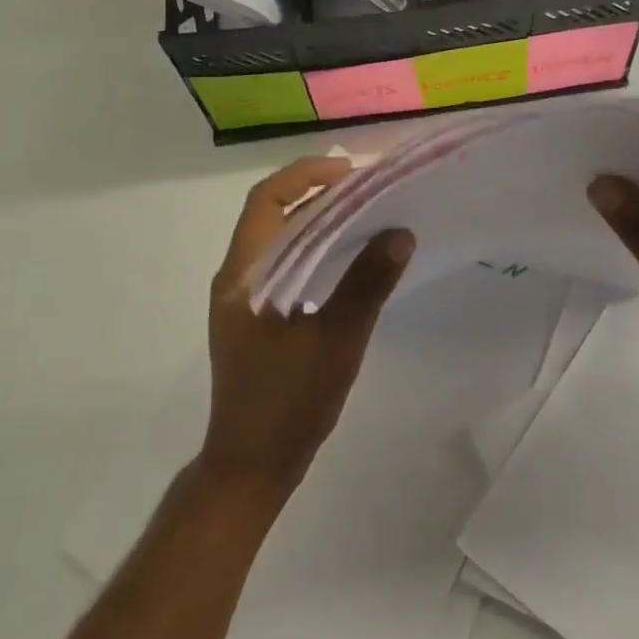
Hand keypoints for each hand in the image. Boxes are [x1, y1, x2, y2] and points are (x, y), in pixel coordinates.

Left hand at [200, 156, 413, 504]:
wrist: (251, 467)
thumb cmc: (288, 402)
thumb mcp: (336, 340)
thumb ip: (366, 283)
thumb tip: (400, 232)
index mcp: (244, 275)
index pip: (266, 201)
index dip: (304, 176)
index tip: (349, 171)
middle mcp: (237, 278)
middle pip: (272, 216)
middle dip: (316, 194)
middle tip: (365, 189)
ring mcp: (243, 301)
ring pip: (279, 242)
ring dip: (316, 223)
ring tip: (363, 216)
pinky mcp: (254, 320)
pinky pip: (284, 267)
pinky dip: (313, 252)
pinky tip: (346, 262)